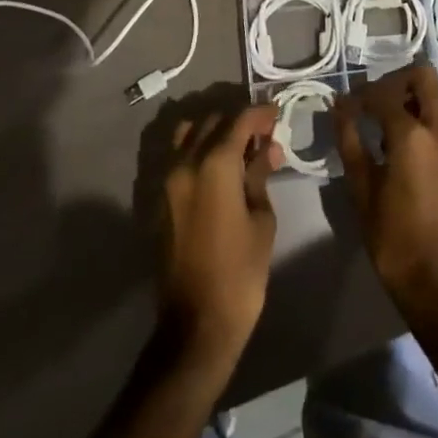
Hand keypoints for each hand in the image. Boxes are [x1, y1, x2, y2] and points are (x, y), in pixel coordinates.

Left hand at [159, 103, 283, 364]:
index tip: (277, 113)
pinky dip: (198, 150)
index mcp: (214, 164)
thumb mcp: (261, 220)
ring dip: (214, 132)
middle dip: (239, 122)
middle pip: (213, 122)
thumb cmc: (240, 273)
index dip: (260, 113)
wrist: (196, 324)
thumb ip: (260, 176)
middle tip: (263, 135)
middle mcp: (186, 162)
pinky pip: (179, 157)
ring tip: (238, 149)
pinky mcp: (161, 199)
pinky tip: (219, 169)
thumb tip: (267, 149)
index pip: (239, 120)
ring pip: (190, 134)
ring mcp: (168, 180)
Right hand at [335, 65, 437, 304]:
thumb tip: (340, 108)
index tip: (347, 106)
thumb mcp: (361, 190)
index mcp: (413, 135)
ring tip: (390, 136)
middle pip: (424, 78)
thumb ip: (350, 141)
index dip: (361, 95)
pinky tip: (412, 160)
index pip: (383, 93)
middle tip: (376, 105)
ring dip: (414, 107)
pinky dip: (429, 131)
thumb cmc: (393, 239)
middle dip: (396, 83)